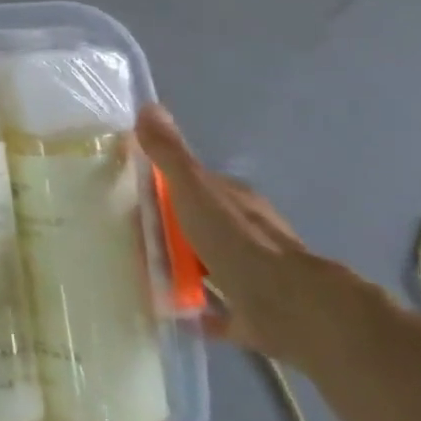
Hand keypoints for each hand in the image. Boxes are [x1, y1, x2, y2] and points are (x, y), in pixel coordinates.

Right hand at [136, 104, 327, 361]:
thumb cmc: (236, 242)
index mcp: (234, 202)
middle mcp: (247, 234)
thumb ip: (169, 154)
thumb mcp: (193, 189)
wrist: (290, 308)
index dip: (164, 188)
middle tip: (130, 237)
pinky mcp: (254, 314)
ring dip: (183, 267)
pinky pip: (218, 309)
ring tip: (144, 273)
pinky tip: (172, 310)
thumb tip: (148, 105)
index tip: (131, 196)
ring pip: (210, 264)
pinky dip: (198, 309)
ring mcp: (253, 275)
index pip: (196, 185)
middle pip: (200, 225)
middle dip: (171, 229)